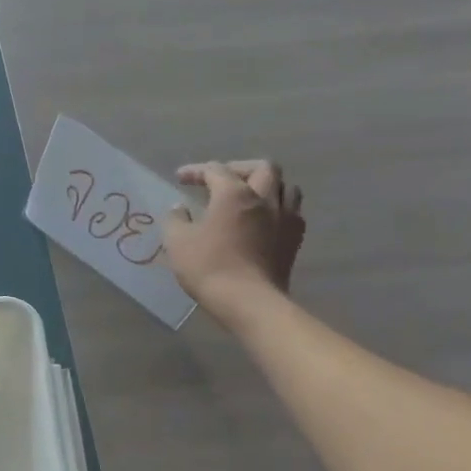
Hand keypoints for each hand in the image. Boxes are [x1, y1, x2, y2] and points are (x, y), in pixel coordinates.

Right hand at [164, 160, 305, 304]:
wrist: (249, 302)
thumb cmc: (209, 267)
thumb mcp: (178, 241)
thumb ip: (176, 219)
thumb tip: (180, 208)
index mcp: (234, 193)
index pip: (215, 170)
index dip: (196, 171)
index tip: (180, 178)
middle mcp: (264, 198)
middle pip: (263, 168)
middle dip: (240, 168)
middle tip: (221, 181)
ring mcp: (285, 218)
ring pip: (285, 186)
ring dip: (266, 186)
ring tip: (249, 197)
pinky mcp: (295, 239)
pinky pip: (292, 211)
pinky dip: (277, 208)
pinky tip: (264, 220)